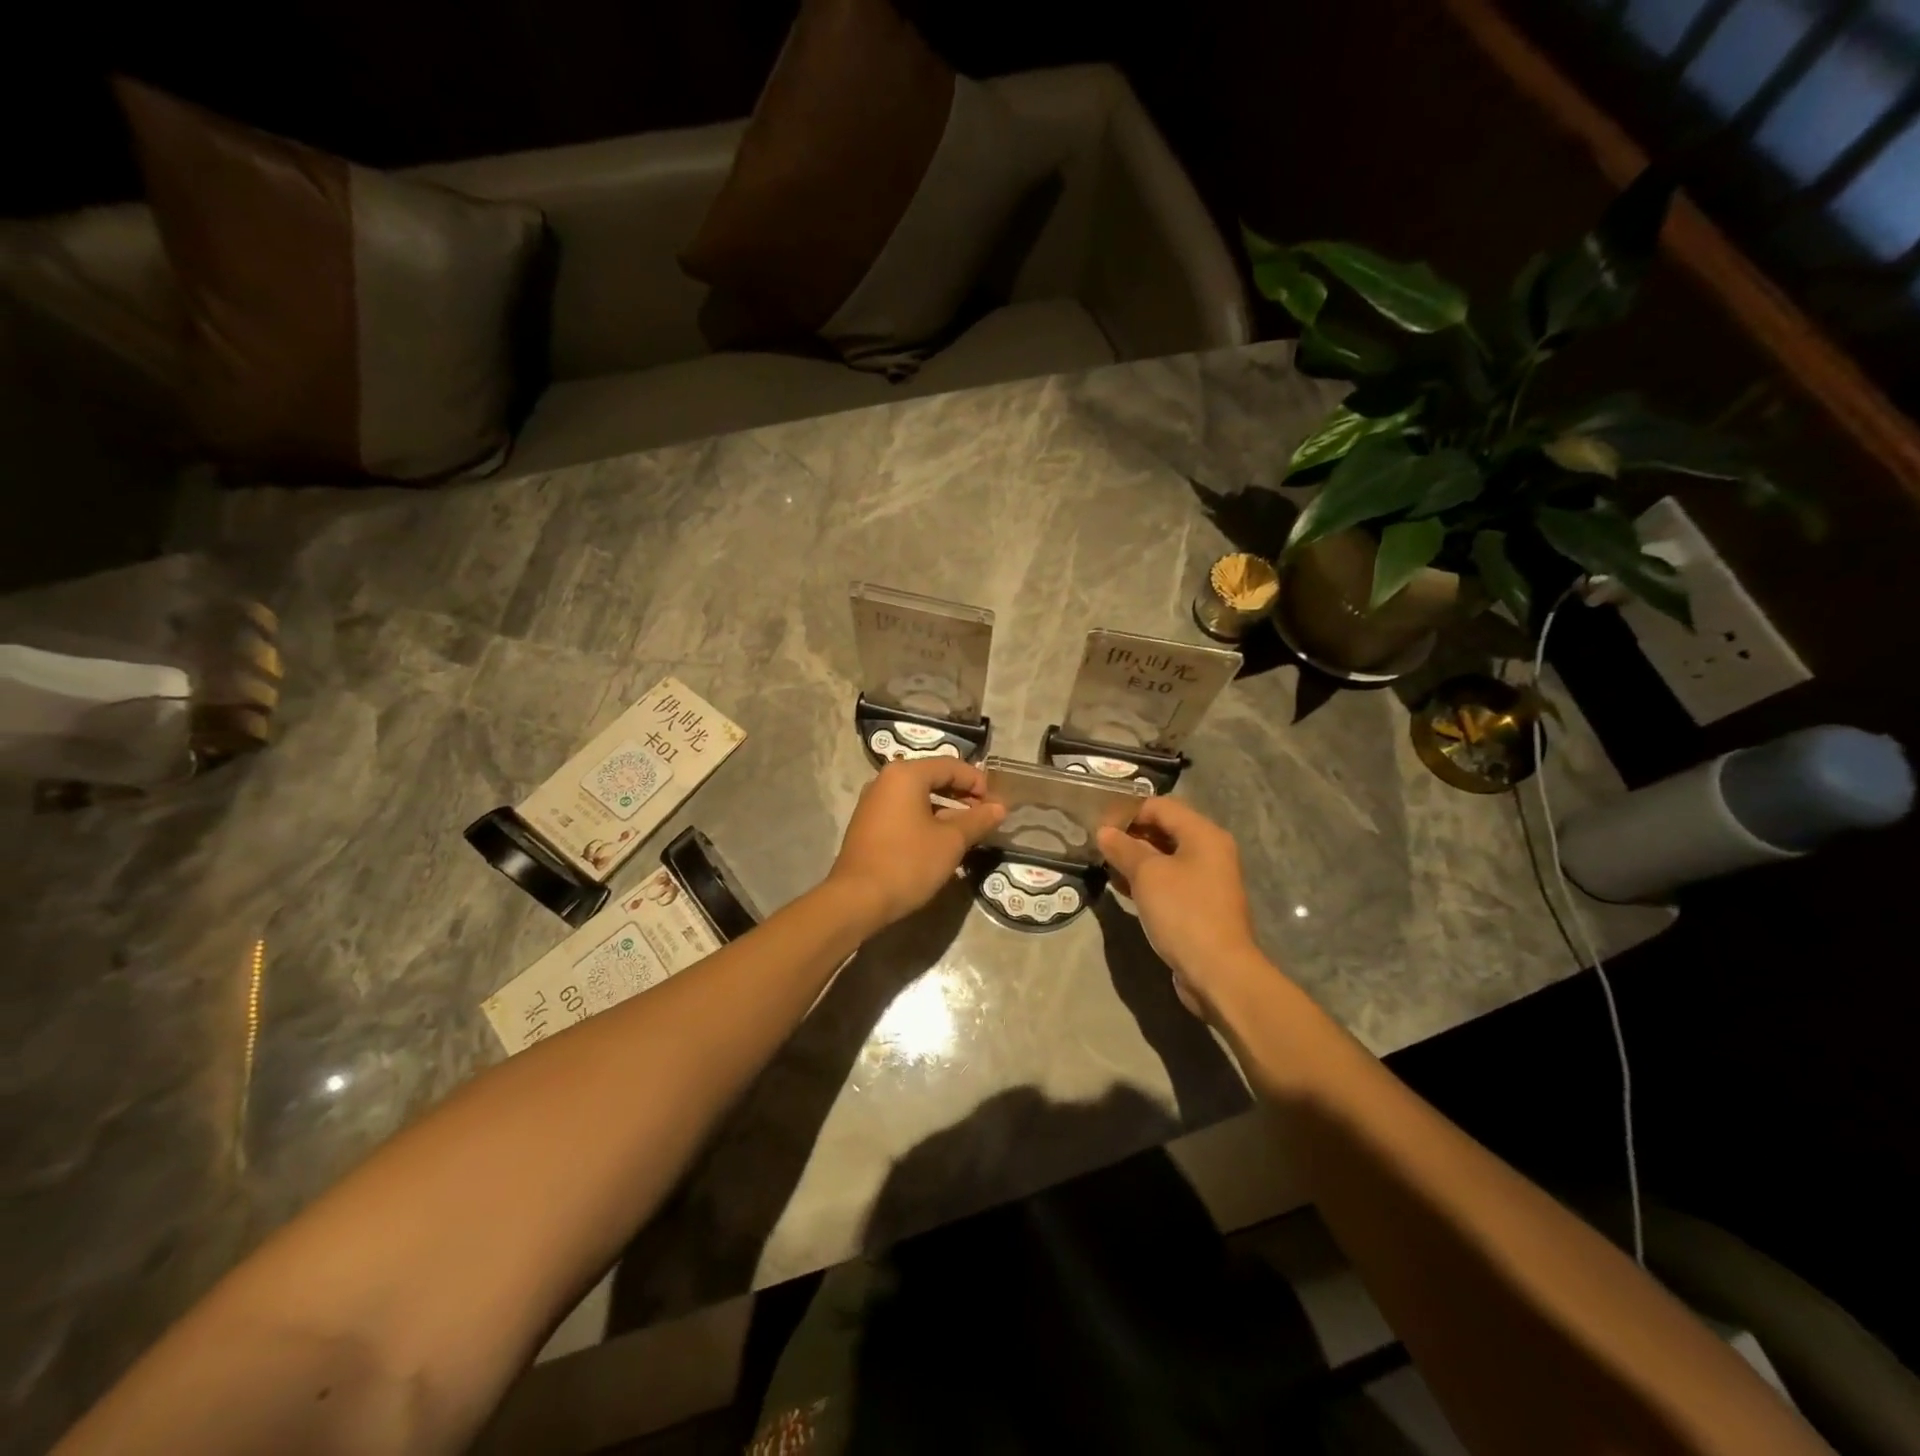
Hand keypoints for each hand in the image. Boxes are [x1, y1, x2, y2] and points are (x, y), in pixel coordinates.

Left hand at [827, 758, 1004, 930]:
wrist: (857, 899)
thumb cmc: (908, 862)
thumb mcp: (951, 841)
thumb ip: (977, 820)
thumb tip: (999, 808)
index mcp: (905, 774)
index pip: (951, 765)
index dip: (978, 781)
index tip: (996, 804)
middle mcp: (885, 780)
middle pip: (933, 777)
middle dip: (962, 794)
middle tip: (985, 815)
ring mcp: (873, 803)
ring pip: (918, 796)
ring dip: (946, 809)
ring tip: (968, 830)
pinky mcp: (868, 824)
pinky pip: (904, 811)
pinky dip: (926, 819)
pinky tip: (941, 841)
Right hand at [1097, 796, 1268, 1019]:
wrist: (1218, 971)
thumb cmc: (1183, 912)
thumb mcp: (1147, 875)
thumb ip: (1123, 848)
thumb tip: (1104, 831)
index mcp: (1203, 834)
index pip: (1160, 806)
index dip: (1128, 811)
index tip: (1099, 823)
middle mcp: (1209, 851)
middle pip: (1165, 829)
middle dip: (1130, 834)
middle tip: (1098, 843)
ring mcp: (1206, 880)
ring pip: (1165, 857)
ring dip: (1135, 858)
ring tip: (1104, 864)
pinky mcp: (1199, 904)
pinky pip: (1169, 881)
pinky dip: (1146, 880)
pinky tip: (1121, 887)